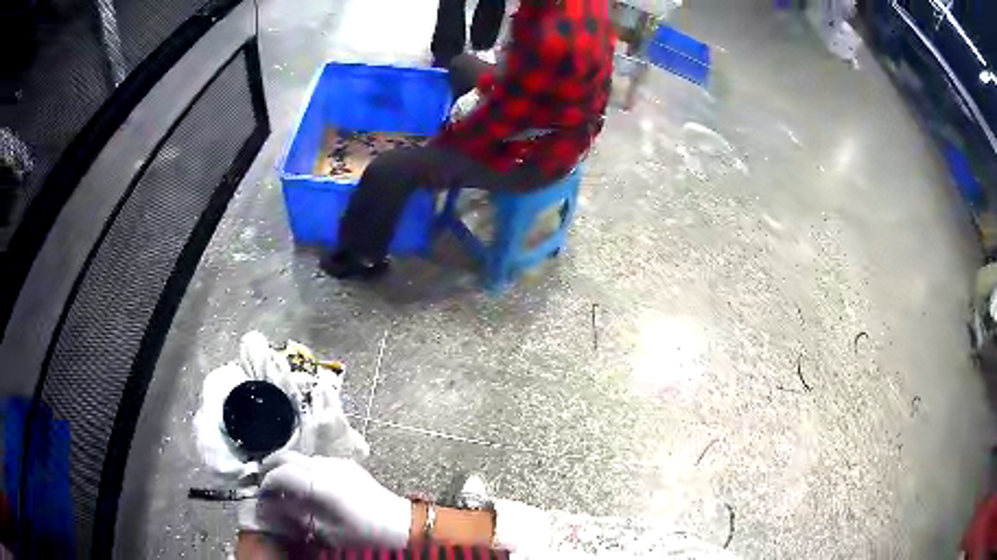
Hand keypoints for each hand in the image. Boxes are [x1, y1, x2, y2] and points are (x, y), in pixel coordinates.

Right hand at [239, 452, 410, 547]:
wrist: (403, 526)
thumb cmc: (364, 535)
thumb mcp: (326, 532)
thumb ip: (296, 515)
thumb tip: (271, 506)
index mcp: (320, 482)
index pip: (281, 473)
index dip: (266, 483)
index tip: (261, 496)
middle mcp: (327, 465)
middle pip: (288, 456)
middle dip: (271, 467)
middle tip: (265, 485)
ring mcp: (339, 462)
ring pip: (302, 456)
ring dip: (288, 467)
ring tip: (284, 487)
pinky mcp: (348, 465)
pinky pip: (317, 461)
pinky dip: (304, 468)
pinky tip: (307, 486)